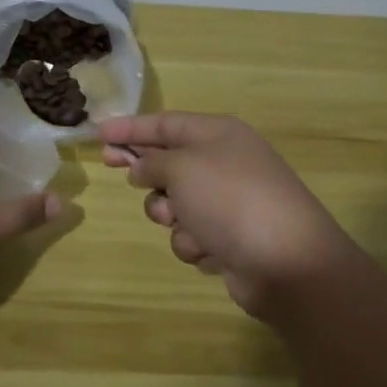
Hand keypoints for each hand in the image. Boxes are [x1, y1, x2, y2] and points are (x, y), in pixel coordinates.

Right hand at [99, 111, 352, 320]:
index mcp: (218, 134)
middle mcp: (224, 163)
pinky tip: (211, 250)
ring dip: (172, 217)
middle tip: (114, 169)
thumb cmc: (230, 200)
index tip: (98, 133)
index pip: (165, 122)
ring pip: (175, 204)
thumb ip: (152, 161)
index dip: (130, 127)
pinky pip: (193, 234)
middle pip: (169, 161)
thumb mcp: (182, 167)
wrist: (287, 263)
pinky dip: (196, 243)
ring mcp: (229, 203)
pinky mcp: (231, 239)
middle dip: (147, 173)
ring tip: (185, 224)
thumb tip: (142, 167)